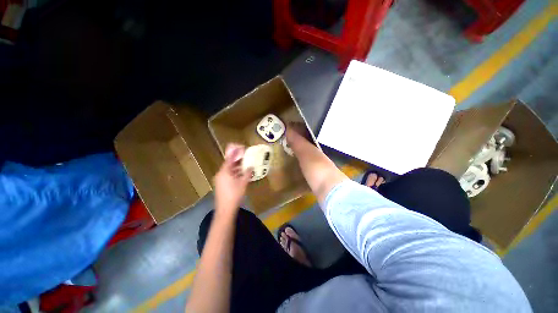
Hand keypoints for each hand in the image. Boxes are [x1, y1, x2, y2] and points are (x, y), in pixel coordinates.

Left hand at [214, 144, 250, 216]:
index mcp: (224, 172)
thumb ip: (247, 173)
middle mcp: (221, 174)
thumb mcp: (243, 183)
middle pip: (229, 164)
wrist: (225, 210)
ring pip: (229, 170)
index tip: (240, 147)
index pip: (229, 158)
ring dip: (237, 167)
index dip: (235, 152)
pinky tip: (242, 173)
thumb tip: (251, 167)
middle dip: (237, 159)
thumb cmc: (234, 195)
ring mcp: (220, 180)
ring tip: (246, 163)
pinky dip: (235, 173)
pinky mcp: (222, 185)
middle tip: (245, 155)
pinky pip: (229, 175)